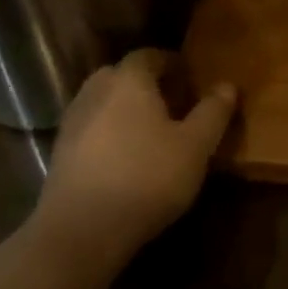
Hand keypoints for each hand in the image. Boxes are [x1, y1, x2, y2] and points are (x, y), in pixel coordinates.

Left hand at [30, 49, 235, 263]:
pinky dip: (108, 134)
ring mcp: (72, 124)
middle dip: (145, 84)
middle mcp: (96, 92)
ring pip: (102, 102)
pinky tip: (125, 159)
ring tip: (150, 132)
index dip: (171, 63)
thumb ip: (213, 112)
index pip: (149, 55)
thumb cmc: (147, 178)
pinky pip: (90, 130)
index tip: (190, 78)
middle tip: (172, 103)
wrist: (80, 232)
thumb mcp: (195, 146)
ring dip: (124, 109)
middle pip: (121, 75)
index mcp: (129, 81)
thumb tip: (227, 85)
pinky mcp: (60, 155)